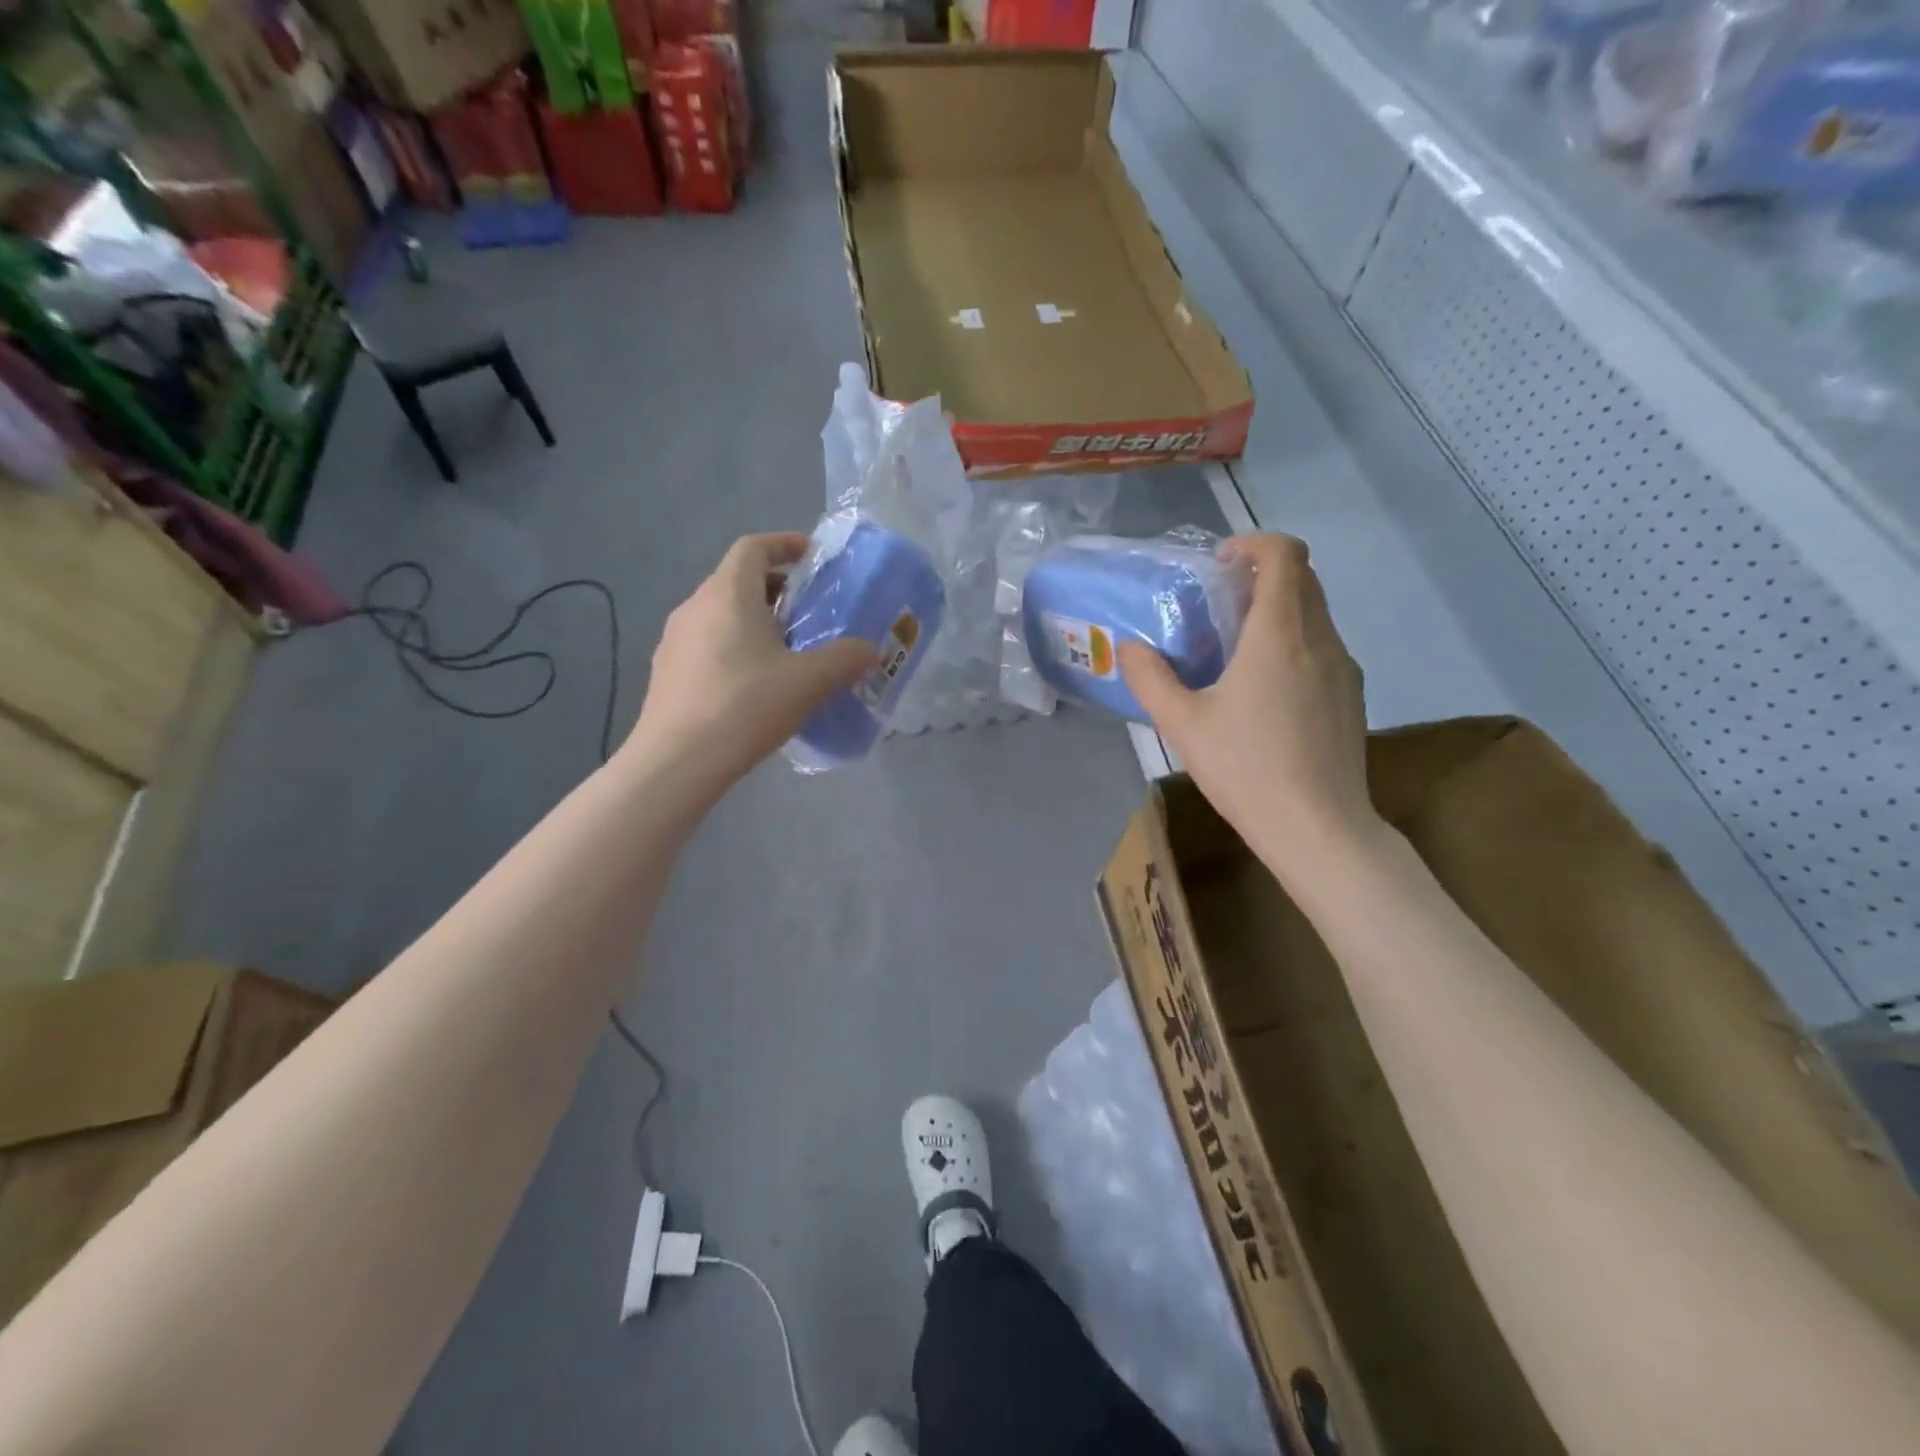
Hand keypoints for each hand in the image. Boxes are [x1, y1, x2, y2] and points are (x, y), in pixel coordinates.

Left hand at [626, 532, 875, 794]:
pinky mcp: (666, 672)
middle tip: (809, 612)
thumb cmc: (745, 707)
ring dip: (755, 621)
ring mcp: (674, 640)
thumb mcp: (808, 682)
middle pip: (737, 580)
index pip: (754, 547)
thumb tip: (869, 649)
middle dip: (777, 589)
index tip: (813, 557)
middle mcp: (694, 606)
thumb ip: (845, 659)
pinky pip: (708, 644)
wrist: (677, 762)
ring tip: (787, 651)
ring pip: (721, 614)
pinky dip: (736, 648)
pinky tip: (755, 685)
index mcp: (727, 594)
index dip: (785, 544)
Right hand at [1119, 534, 1377, 875]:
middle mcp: (1320, 639)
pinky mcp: (1352, 697)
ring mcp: (1344, 668)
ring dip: (1279, 611)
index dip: (1253, 543)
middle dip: (1262, 575)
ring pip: (1315, 614)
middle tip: (1219, 604)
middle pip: (1303, 578)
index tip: (1220, 563)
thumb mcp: (1182, 724)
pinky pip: (1323, 647)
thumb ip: (1150, 678)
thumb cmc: (1245, 768)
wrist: (1318, 828)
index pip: (1284, 555)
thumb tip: (1130, 648)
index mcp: (1279, 634)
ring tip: (1238, 650)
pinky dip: (1295, 643)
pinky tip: (1266, 691)